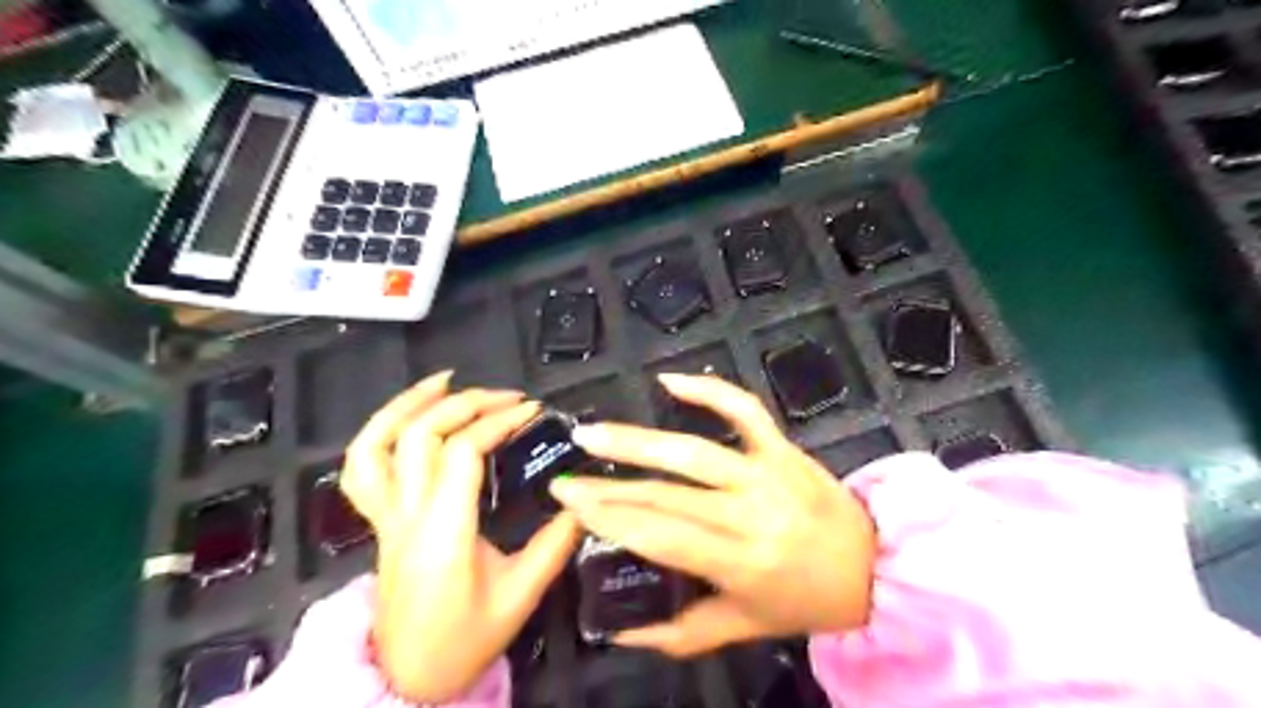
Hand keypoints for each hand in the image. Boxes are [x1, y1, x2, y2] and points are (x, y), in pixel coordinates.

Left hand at [344, 370, 582, 701]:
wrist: (407, 678)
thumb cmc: (465, 640)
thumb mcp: (520, 595)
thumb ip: (555, 544)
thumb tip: (583, 499)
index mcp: (443, 532)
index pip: (462, 452)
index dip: (498, 421)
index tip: (533, 411)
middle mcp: (406, 516)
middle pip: (421, 435)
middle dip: (468, 403)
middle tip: (509, 397)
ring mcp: (384, 516)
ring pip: (376, 445)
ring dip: (410, 404)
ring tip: (447, 381)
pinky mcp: (378, 521)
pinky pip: (362, 468)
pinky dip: (379, 431)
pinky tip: (408, 415)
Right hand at [552, 372, 879, 655]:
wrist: (873, 566)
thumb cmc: (803, 600)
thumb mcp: (743, 627)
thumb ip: (680, 633)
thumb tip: (619, 630)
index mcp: (739, 563)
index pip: (660, 535)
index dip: (611, 519)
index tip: (569, 506)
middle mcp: (749, 513)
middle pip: (667, 494)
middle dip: (609, 487)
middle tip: (566, 476)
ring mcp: (767, 473)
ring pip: (694, 452)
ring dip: (638, 441)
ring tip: (593, 434)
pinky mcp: (782, 447)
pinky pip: (745, 410)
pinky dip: (708, 390)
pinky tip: (670, 380)